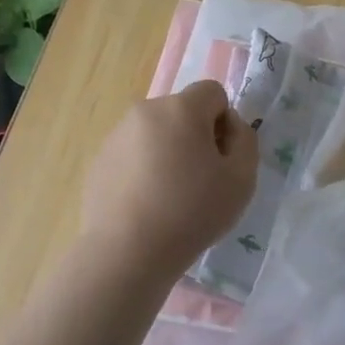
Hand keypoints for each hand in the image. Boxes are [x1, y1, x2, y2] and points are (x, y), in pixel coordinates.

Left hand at [80, 80, 258, 278]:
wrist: (127, 252)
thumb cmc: (192, 212)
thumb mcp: (242, 178)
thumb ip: (246, 140)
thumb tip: (230, 125)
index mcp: (181, 108)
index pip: (213, 92)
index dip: (224, 122)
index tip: (221, 158)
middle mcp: (145, 111)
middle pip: (182, 111)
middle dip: (194, 136)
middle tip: (199, 180)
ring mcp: (116, 135)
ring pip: (155, 133)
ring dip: (168, 151)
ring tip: (169, 196)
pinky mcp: (98, 161)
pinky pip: (132, 154)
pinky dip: (143, 170)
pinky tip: (146, 205)